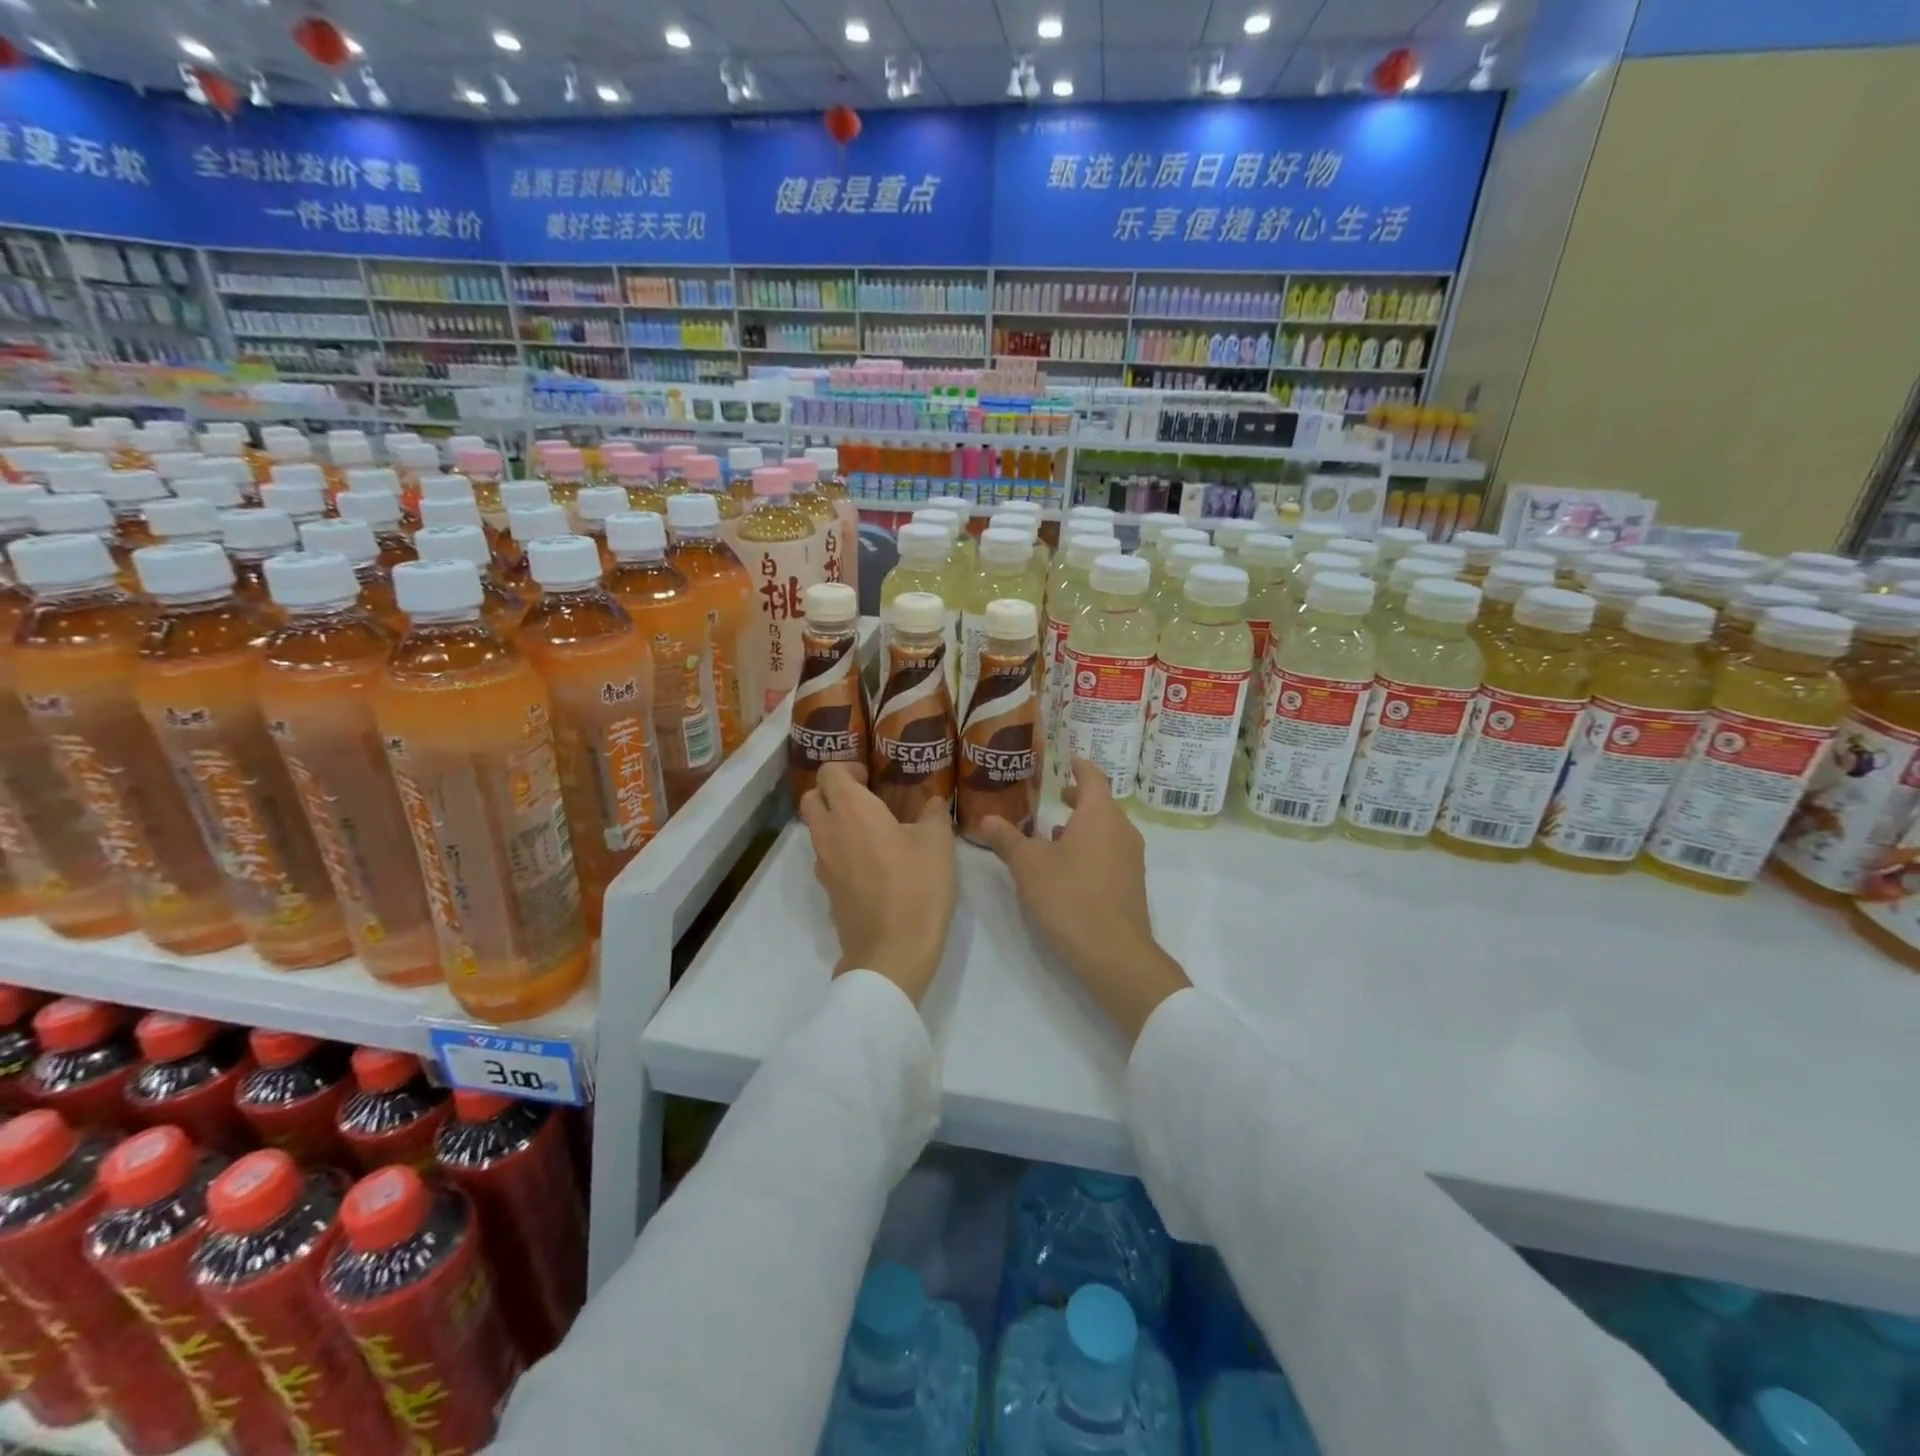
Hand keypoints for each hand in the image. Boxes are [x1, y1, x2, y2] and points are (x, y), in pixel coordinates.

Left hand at [799, 762, 957, 1005]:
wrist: (892, 951)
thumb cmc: (917, 886)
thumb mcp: (937, 843)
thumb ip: (933, 814)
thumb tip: (932, 802)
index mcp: (851, 810)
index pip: (829, 772)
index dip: (848, 768)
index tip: (871, 777)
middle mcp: (828, 831)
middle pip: (812, 797)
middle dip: (833, 791)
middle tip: (866, 799)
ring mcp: (823, 864)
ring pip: (816, 828)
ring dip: (836, 821)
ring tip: (874, 831)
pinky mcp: (827, 890)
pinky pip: (827, 857)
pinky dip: (841, 850)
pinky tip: (873, 862)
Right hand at [976, 757, 1189, 1045]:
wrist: (1114, 952)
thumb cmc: (1069, 897)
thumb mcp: (1028, 866)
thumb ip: (1007, 839)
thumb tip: (986, 819)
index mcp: (1099, 814)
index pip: (1092, 776)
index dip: (1079, 766)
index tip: (1067, 760)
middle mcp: (1121, 829)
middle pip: (1101, 803)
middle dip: (1078, 798)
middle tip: (1055, 796)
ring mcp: (1131, 857)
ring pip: (1106, 829)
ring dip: (1082, 826)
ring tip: (1053, 834)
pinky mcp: (1131, 883)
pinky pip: (1110, 851)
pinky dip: (1091, 847)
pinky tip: (1067, 867)